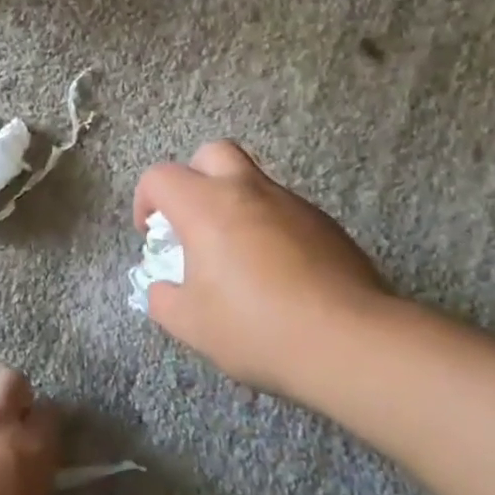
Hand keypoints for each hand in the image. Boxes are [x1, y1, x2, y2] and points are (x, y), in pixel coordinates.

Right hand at [133, 141, 392, 402]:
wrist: (349, 340)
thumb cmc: (256, 327)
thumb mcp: (191, 324)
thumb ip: (164, 300)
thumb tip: (163, 289)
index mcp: (207, 207)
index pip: (161, 177)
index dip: (146, 200)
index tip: (152, 236)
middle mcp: (249, 191)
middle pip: (213, 153)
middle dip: (193, 178)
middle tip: (193, 222)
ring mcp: (292, 204)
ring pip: (253, 181)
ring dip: (234, 204)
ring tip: (236, 257)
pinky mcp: (325, 225)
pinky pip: (284, 210)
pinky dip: (268, 227)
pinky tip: (276, 274)